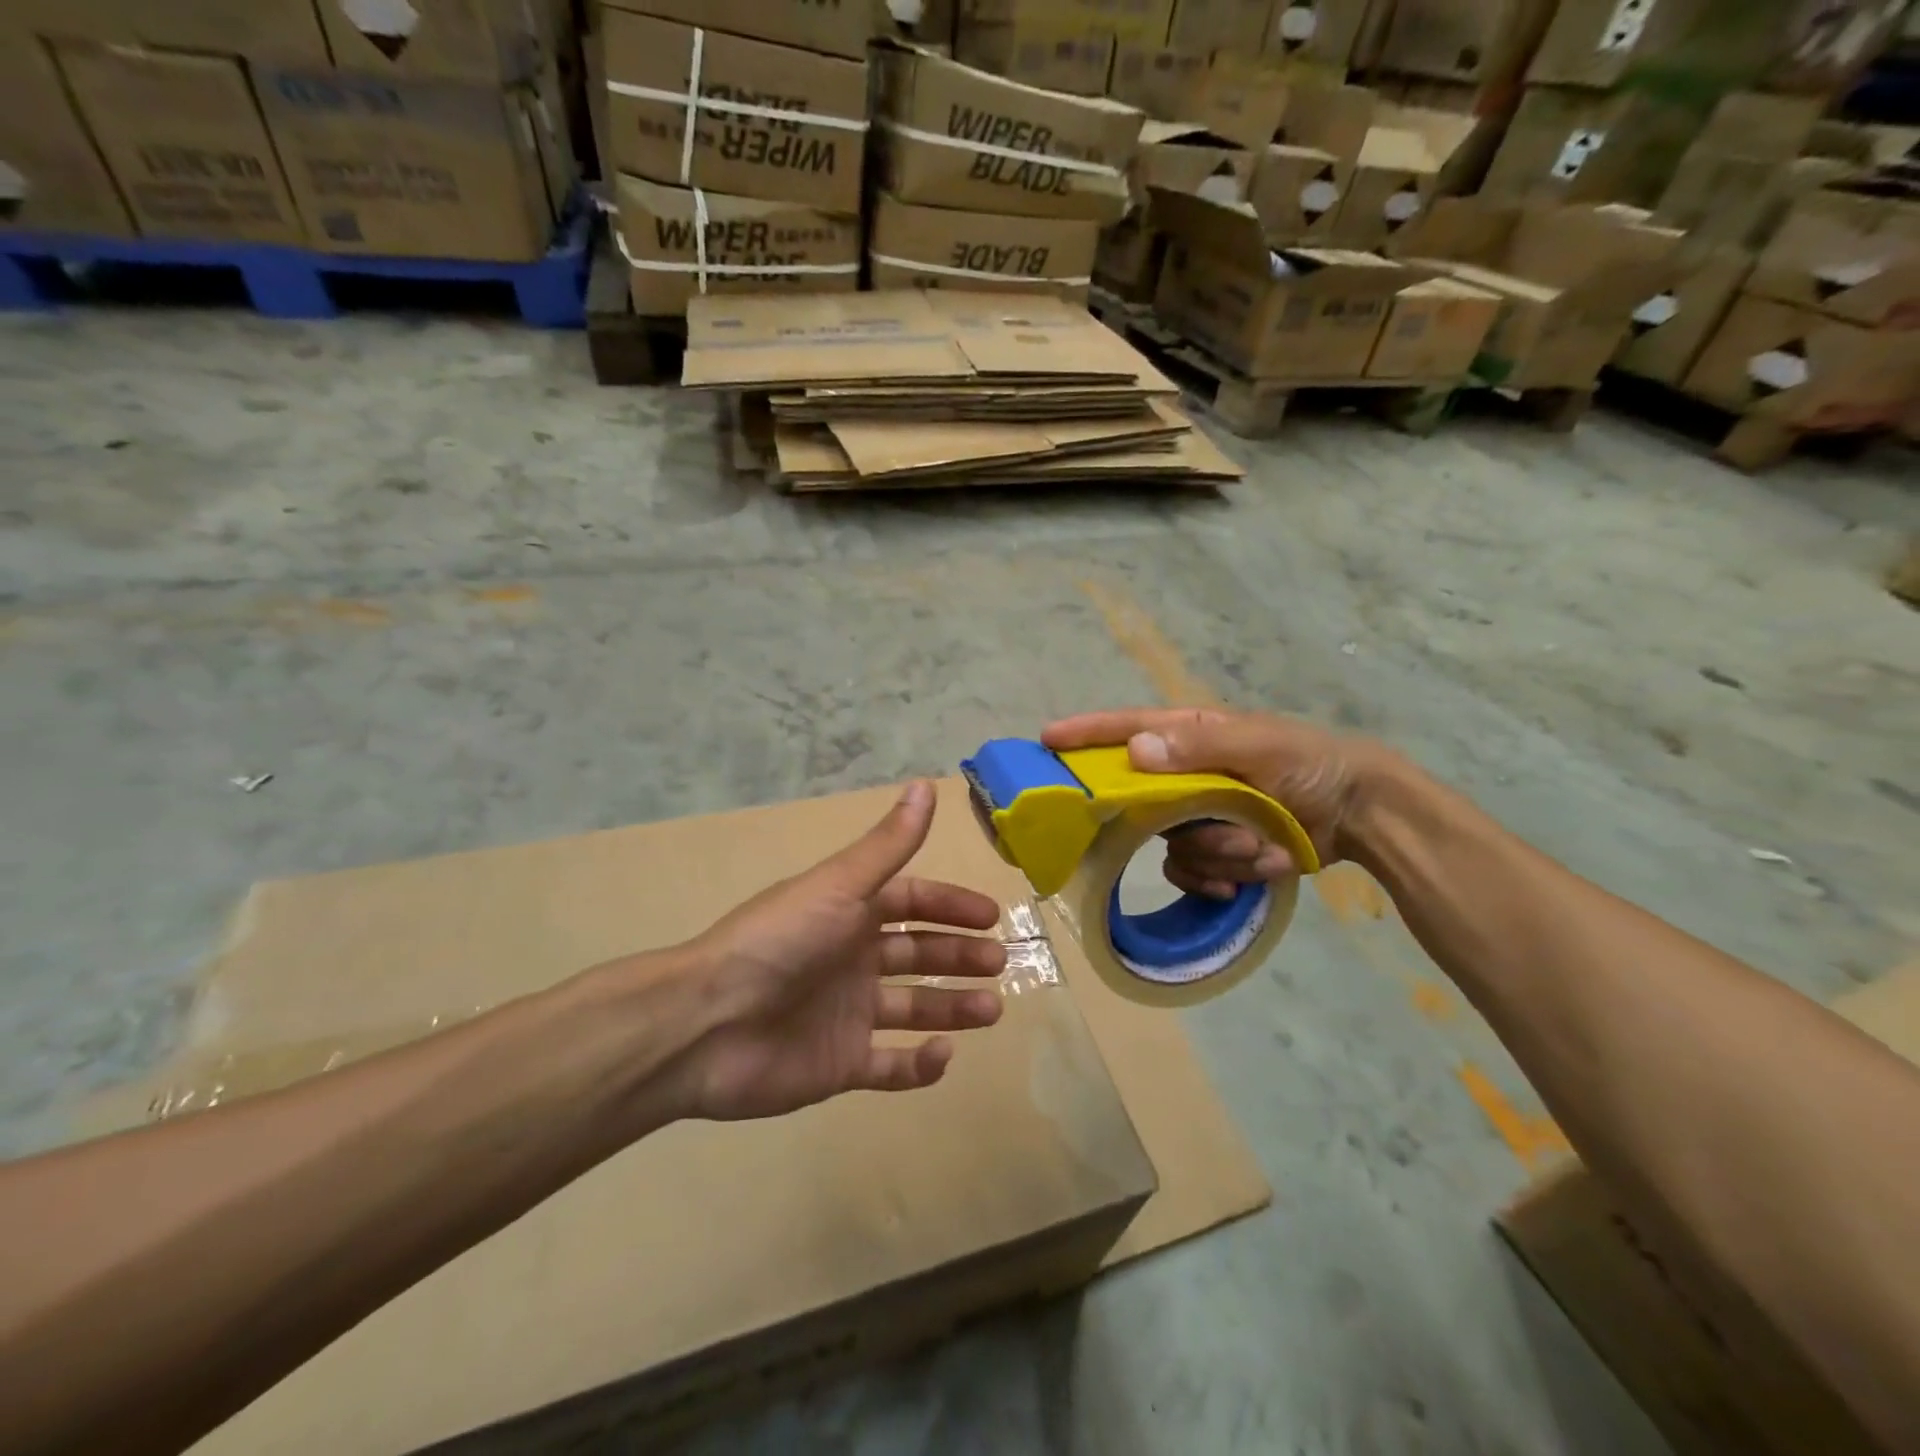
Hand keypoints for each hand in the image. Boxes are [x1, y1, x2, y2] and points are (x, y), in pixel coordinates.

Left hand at [665, 781, 1006, 1121]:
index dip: (951, 906)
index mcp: (849, 913)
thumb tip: (925, 784)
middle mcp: (851, 959)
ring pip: (912, 1008)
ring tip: (991, 1009)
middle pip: (917, 954)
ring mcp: (846, 1014)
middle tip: (1000, 964)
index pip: (911, 903)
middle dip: (959, 956)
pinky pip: (889, 1066)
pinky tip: (942, 1054)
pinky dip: (919, 1065)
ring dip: (953, 1007)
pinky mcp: (838, 1065)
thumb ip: (889, 844)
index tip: (992, 917)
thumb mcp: (840, 885)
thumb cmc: (780, 942)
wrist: (707, 1023)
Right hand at [1042, 708, 1392, 899]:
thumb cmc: (1311, 764)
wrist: (1363, 813)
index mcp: (1192, 737)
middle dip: (1186, 823)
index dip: (1086, 734)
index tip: (1047, 741)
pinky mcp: (1217, 850)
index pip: (1128, 729)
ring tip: (1264, 846)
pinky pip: (1193, 872)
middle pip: (1145, 802)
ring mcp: (1201, 815)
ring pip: (1173, 845)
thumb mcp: (1260, 746)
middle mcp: (1187, 775)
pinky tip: (1259, 869)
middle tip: (1221, 825)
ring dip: (1220, 852)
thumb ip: (1198, 748)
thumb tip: (1135, 751)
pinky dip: (1225, 876)